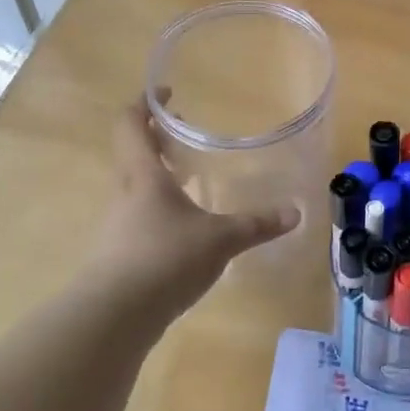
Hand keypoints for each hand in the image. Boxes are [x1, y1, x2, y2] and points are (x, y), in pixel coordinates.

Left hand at [82, 97, 298, 327]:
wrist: (114, 316)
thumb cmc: (165, 259)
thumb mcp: (220, 239)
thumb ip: (256, 225)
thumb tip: (295, 212)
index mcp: (144, 176)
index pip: (131, 125)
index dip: (146, 104)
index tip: (168, 94)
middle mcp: (126, 194)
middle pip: (133, 154)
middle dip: (157, 140)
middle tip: (186, 136)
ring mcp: (118, 225)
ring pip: (136, 187)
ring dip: (158, 176)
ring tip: (189, 180)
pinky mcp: (119, 254)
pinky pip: (139, 217)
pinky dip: (159, 209)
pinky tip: (183, 228)